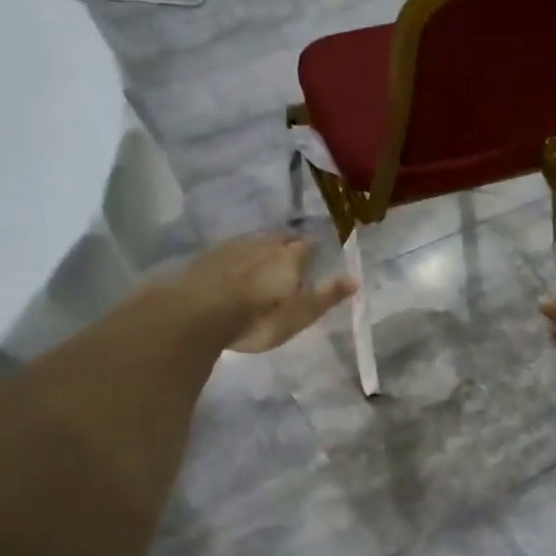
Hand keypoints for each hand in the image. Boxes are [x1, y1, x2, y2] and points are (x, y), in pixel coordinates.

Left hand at [177, 233, 356, 352]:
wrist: (199, 312)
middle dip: (288, 244)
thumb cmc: (259, 317)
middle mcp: (263, 243)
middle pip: (280, 238)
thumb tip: (356, 278)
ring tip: (264, 258)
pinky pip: (230, 251)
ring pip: (254, 241)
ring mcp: (233, 247)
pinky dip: (237, 257)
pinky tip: (233, 267)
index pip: (308, 246)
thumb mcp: (300, 314)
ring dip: (262, 247)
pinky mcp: (207, 257)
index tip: (316, 254)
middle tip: (291, 253)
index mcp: (290, 257)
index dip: (313, 249)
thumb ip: (327, 295)